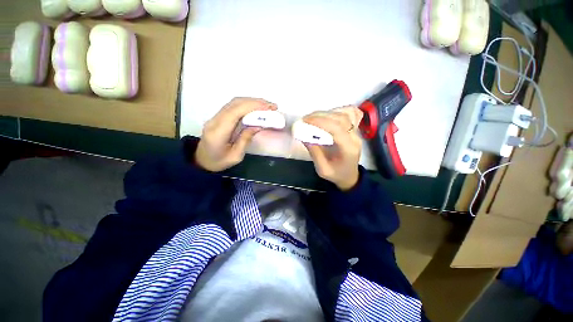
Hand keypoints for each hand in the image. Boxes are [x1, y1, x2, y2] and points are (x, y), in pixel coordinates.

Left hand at [195, 97, 276, 171]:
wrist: (201, 161)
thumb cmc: (219, 162)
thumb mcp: (236, 156)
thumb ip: (246, 139)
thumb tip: (258, 125)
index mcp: (219, 132)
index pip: (235, 112)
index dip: (252, 106)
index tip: (268, 107)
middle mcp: (215, 121)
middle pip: (235, 103)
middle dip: (255, 102)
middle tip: (271, 106)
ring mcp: (215, 117)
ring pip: (234, 102)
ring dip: (251, 102)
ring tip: (266, 106)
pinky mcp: (218, 117)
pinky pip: (233, 106)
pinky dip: (246, 105)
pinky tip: (255, 108)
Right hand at [303, 106, 363, 190]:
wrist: (350, 176)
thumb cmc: (336, 175)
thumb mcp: (322, 169)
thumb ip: (314, 152)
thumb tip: (303, 135)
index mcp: (348, 149)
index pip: (337, 128)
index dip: (321, 122)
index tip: (305, 121)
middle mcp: (355, 137)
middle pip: (341, 118)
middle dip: (321, 115)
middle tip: (305, 119)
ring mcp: (356, 132)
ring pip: (345, 114)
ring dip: (327, 113)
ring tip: (313, 117)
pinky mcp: (354, 129)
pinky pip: (349, 114)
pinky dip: (337, 111)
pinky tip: (327, 115)